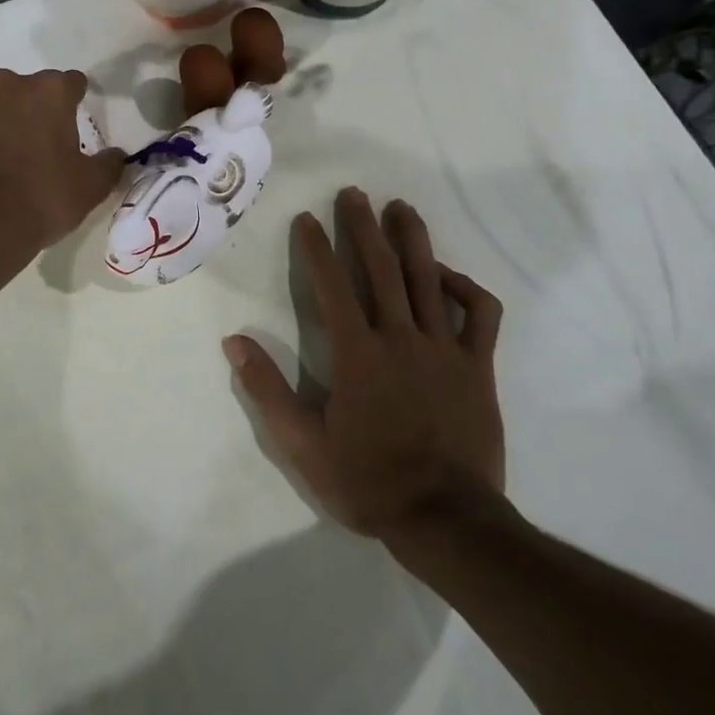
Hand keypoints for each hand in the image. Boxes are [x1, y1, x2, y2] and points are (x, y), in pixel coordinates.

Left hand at [0, 68, 124, 266]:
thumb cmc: (41, 198)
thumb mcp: (90, 187)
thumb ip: (108, 164)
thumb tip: (116, 155)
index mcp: (47, 92)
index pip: (71, 82)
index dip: (76, 99)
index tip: (77, 118)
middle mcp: (4, 86)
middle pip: (25, 89)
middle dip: (32, 109)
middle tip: (39, 144)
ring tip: (1, 159)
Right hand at [225, 188, 506, 538]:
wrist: (446, 521)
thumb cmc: (369, 481)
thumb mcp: (303, 445)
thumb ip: (268, 390)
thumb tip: (235, 341)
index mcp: (357, 354)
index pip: (332, 286)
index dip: (317, 248)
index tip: (307, 218)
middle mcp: (401, 338)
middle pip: (381, 268)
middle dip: (363, 226)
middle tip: (354, 193)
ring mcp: (444, 348)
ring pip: (428, 279)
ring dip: (412, 239)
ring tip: (400, 208)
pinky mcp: (478, 366)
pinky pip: (479, 315)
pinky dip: (466, 288)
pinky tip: (449, 276)